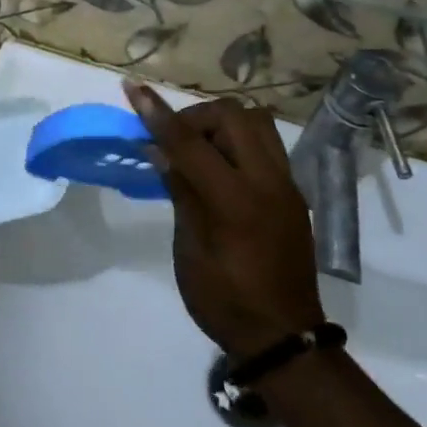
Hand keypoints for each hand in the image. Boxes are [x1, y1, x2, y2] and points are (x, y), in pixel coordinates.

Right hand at [124, 83, 322, 359]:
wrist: (284, 338)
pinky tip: (222, 167)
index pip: (190, 143)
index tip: (133, 88)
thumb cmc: (225, 301)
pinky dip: (239, 140)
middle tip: (174, 142)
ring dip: (222, 123)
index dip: (157, 114)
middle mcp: (267, 182)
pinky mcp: (293, 191)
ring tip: (200, 149)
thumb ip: (181, 192)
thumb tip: (162, 150)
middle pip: (232, 115)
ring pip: (256, 120)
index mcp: (235, 202)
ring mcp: (286, 184)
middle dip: (195, 117)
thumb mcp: (190, 250)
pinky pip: (266, 143)